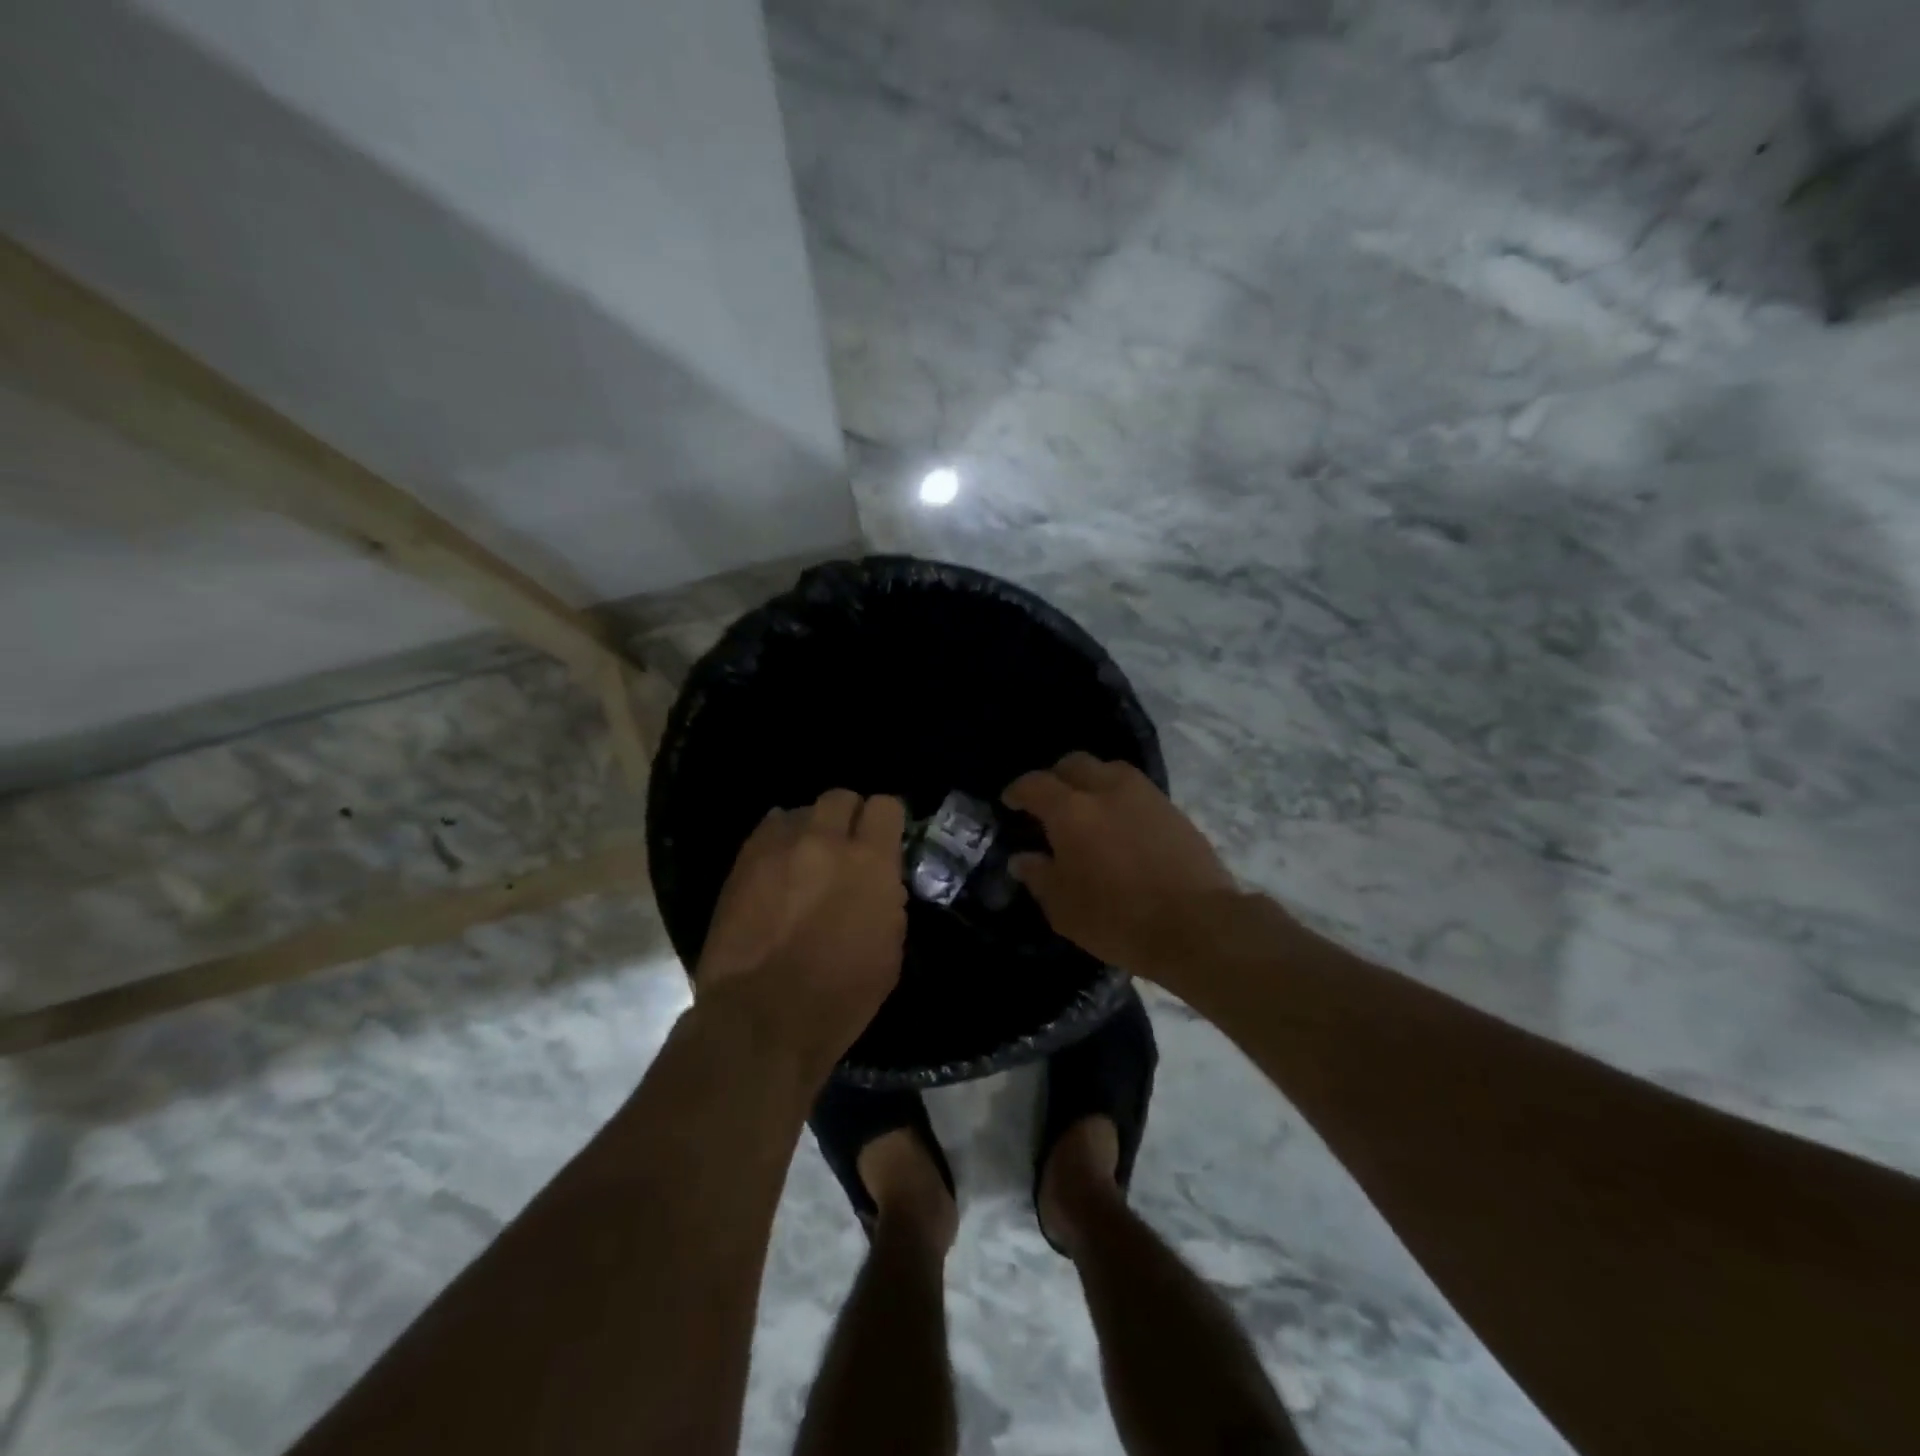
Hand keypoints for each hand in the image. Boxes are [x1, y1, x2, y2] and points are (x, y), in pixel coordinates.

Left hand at [697, 789, 907, 1063]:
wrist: (761, 1019)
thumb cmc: (839, 997)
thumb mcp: (889, 952)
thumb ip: (888, 902)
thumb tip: (880, 883)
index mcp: (870, 862)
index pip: (885, 806)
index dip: (886, 821)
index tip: (884, 839)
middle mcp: (825, 841)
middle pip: (840, 797)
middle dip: (848, 817)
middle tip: (845, 846)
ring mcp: (779, 847)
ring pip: (800, 811)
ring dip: (810, 829)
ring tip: (806, 859)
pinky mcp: (743, 862)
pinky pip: (767, 830)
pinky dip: (778, 842)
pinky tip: (777, 869)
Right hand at [1004, 753, 1238, 975]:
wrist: (1196, 925)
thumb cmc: (1118, 919)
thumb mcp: (1064, 908)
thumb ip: (1039, 877)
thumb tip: (1023, 858)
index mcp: (1071, 811)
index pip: (1035, 784)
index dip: (1018, 791)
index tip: (1010, 802)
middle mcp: (1106, 790)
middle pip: (1074, 764)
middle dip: (1056, 777)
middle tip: (1049, 802)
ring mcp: (1145, 795)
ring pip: (1110, 770)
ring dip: (1092, 782)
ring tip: (1088, 809)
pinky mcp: (1173, 809)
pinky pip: (1137, 789)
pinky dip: (1120, 798)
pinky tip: (1121, 824)